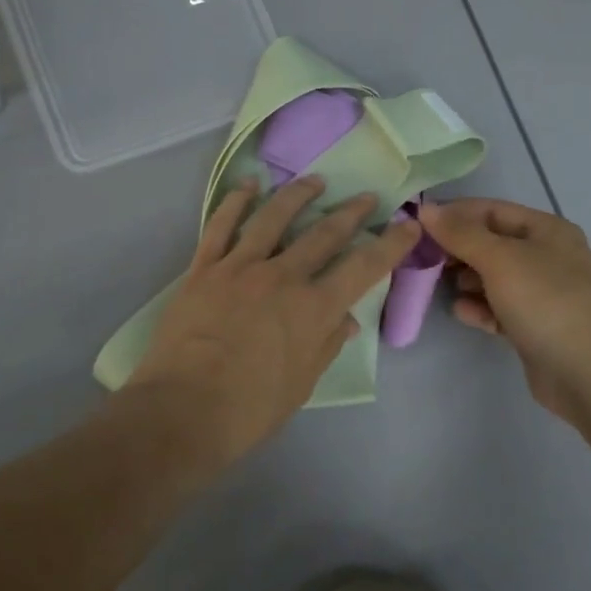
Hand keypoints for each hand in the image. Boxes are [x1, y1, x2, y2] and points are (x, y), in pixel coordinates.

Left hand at [131, 176, 421, 461]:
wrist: (182, 410)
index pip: (364, 267)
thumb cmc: (250, 409)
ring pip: (273, 217)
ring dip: (298, 195)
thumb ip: (326, 344)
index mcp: (313, 308)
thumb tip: (346, 320)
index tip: (408, 224)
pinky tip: (249, 186)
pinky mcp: (204, 268)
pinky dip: (236, 201)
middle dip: (350, 212)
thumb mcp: (303, 383)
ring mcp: (240, 267)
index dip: (391, 244)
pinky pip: (221, 225)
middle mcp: (282, 277)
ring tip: (314, 180)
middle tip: (366, 197)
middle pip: (324, 233)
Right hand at [419, 198, 590, 426]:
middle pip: (492, 244)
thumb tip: (426, 210)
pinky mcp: (535, 326)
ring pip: (494, 278)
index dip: (457, 214)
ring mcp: (543, 294)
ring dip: (467, 280)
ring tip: (444, 286)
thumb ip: (460, 234)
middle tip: (425, 259)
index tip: (420, 225)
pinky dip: (480, 308)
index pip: (493, 210)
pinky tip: (463, 313)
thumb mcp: (499, 259)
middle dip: (459, 250)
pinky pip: (500, 308)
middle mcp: (548, 257)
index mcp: (547, 230)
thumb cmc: (544, 300)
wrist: (586, 371)